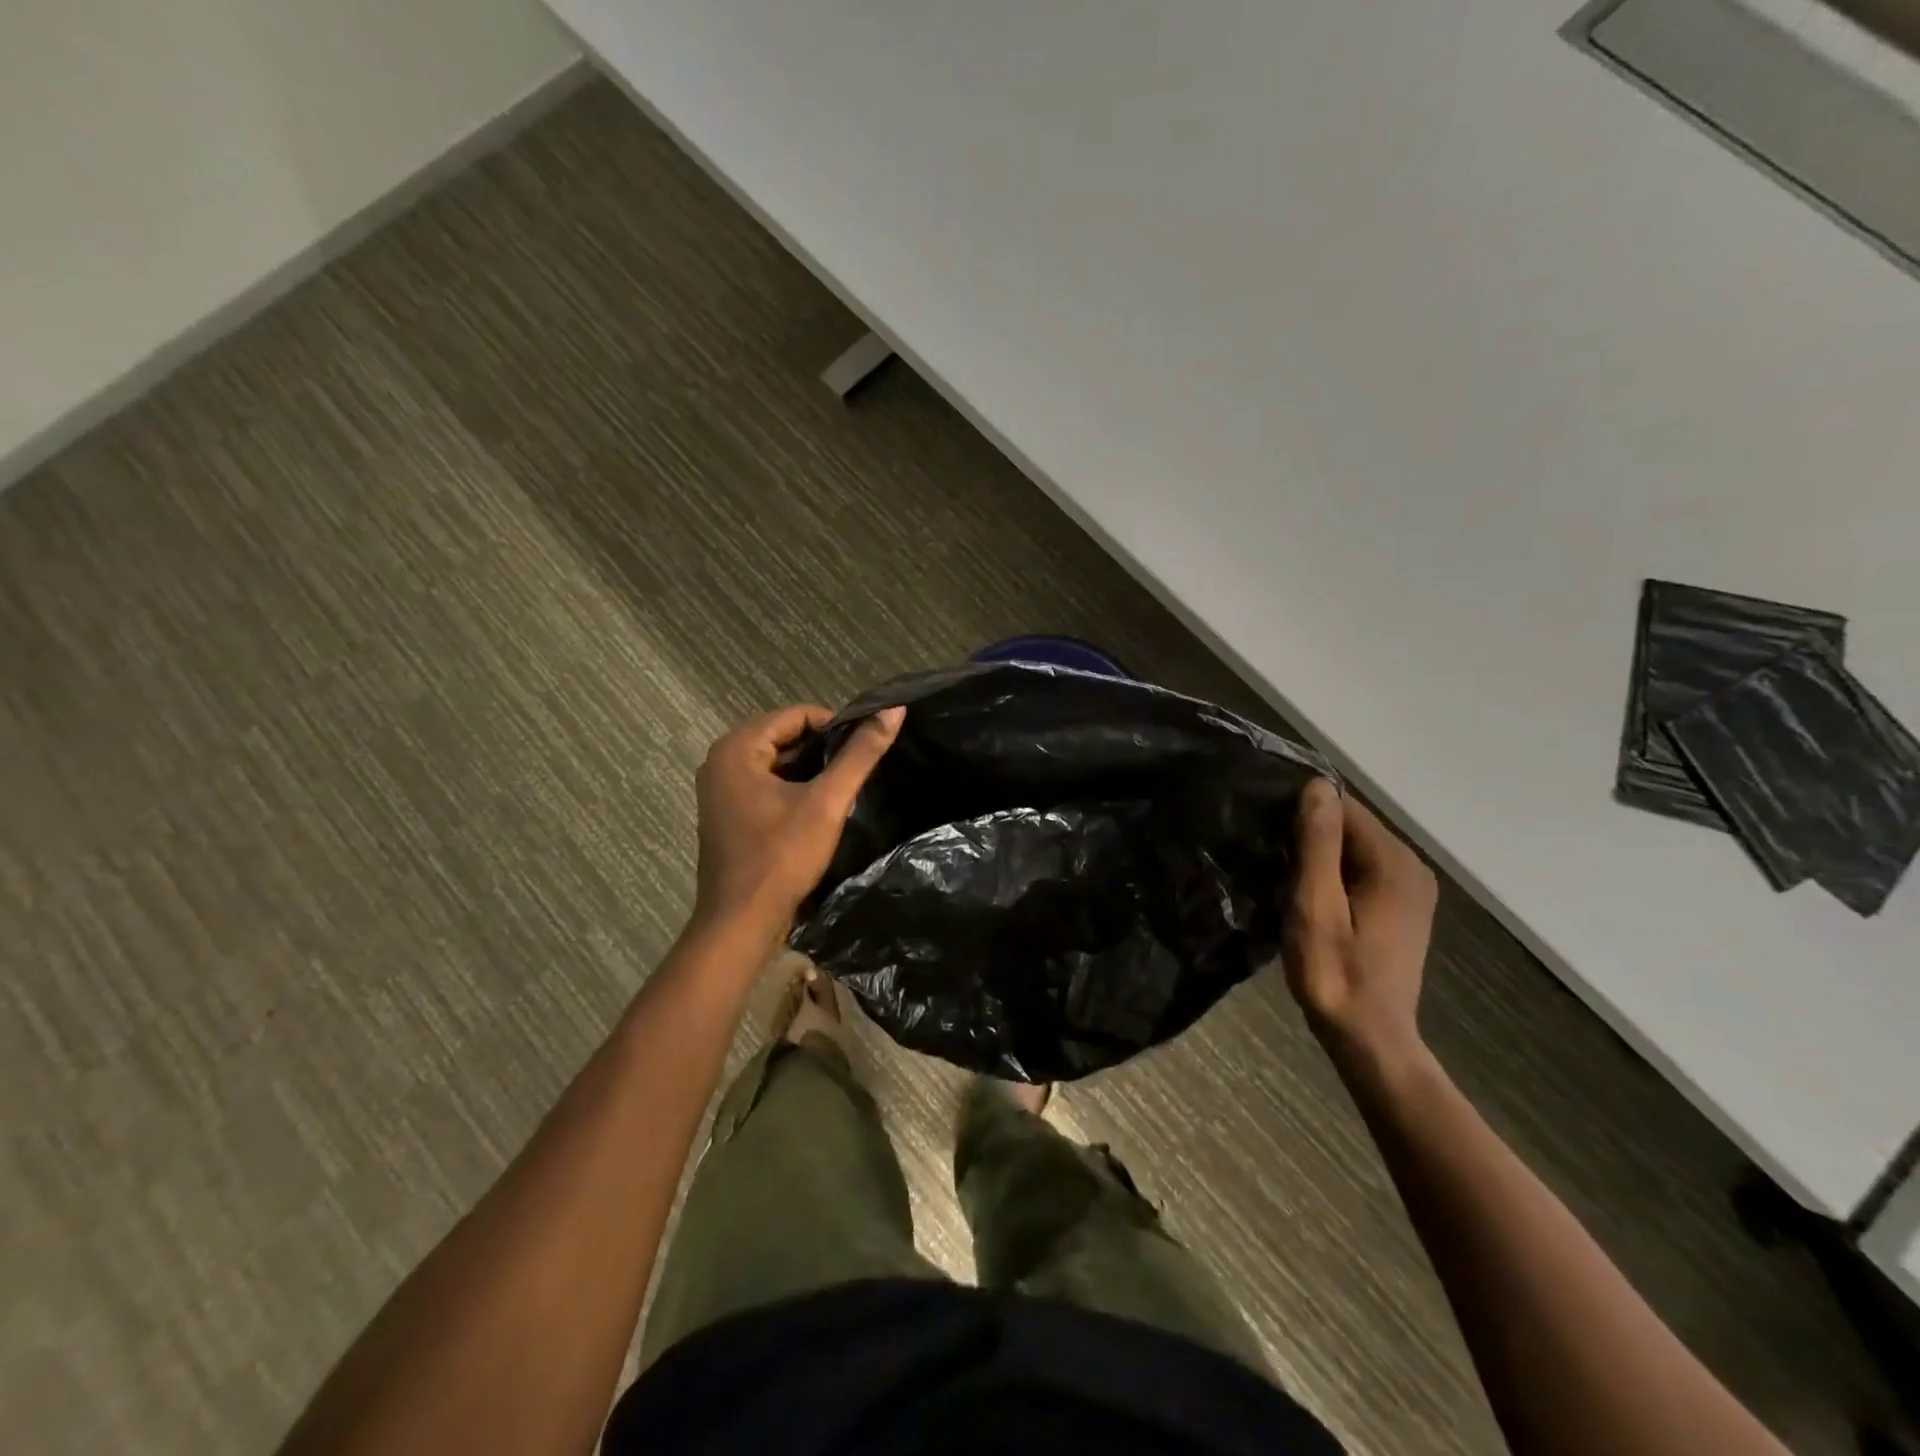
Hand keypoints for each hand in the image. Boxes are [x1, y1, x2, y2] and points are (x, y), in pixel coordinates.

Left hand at [693, 702, 904, 933]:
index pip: (796, 715)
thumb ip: (860, 755)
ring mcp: (720, 789)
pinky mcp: (727, 813)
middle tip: (855, 774)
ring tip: (842, 793)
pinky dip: (793, 790)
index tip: (863, 750)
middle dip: (823, 751)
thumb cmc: (782, 857)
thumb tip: (893, 710)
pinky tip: (819, 811)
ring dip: (811, 772)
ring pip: (777, 763)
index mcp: (737, 748)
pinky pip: (766, 785)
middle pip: (785, 736)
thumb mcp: (828, 802)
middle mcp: (721, 761)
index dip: (835, 727)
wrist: (741, 922)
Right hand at [1283, 778, 1437, 1074]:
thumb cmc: (1335, 972)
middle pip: (1351, 826)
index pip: (1344, 807)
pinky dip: (1333, 873)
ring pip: (1354, 848)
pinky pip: (1361, 869)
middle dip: (1309, 832)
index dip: (1302, 811)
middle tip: (1266, 852)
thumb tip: (1318, 785)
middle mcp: (1411, 866)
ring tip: (1279, 871)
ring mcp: (1410, 888)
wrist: (1368, 1038)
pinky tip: (1307, 892)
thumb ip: (1318, 844)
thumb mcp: (1316, 905)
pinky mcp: (1401, 907)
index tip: (1264, 827)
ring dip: (1318, 854)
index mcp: (1394, 861)